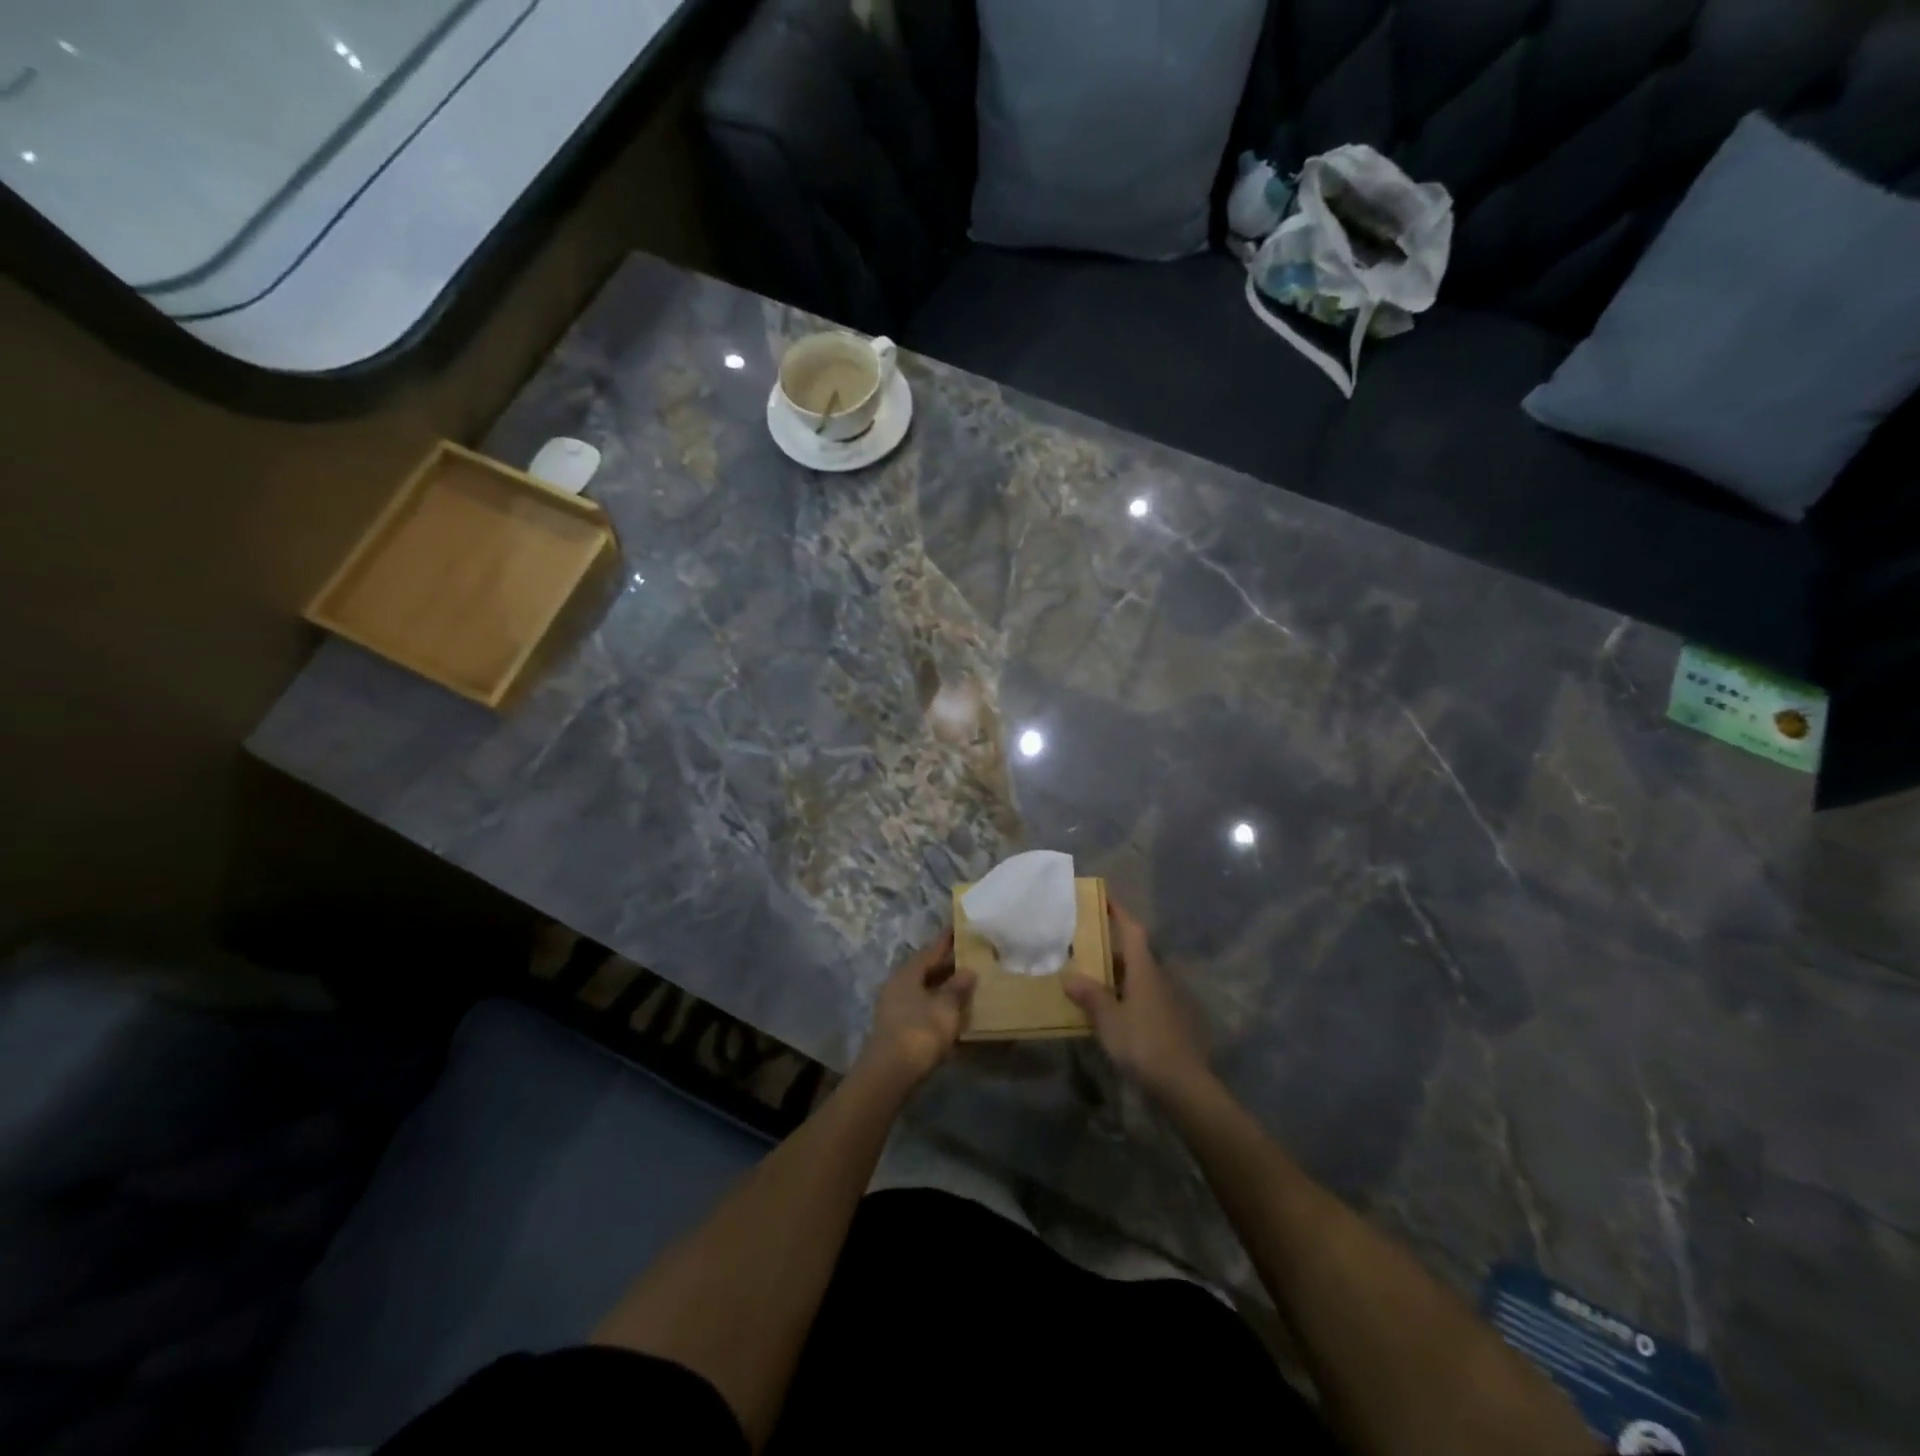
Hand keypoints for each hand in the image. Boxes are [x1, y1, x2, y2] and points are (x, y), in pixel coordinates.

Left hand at [857, 928, 975, 1090]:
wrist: (889, 1074)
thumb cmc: (919, 1032)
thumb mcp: (945, 1008)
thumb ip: (957, 987)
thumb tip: (968, 970)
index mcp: (908, 973)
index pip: (931, 950)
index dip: (946, 940)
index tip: (959, 928)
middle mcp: (897, 985)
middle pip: (925, 968)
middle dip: (946, 964)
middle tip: (970, 956)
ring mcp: (894, 1006)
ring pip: (923, 988)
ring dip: (942, 985)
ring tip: (965, 983)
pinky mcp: (897, 1027)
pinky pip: (921, 1006)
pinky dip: (937, 1003)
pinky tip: (951, 1010)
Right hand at [1064, 899, 1209, 1100]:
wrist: (1182, 1083)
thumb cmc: (1143, 1042)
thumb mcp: (1109, 1019)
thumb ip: (1090, 996)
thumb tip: (1069, 977)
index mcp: (1144, 970)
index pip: (1133, 930)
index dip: (1120, 912)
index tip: (1105, 897)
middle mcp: (1157, 978)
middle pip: (1134, 952)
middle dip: (1112, 944)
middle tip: (1084, 941)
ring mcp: (1164, 1001)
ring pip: (1136, 976)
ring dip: (1116, 971)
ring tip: (1088, 973)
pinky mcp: (1166, 1022)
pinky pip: (1139, 997)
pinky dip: (1122, 993)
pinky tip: (1106, 1008)